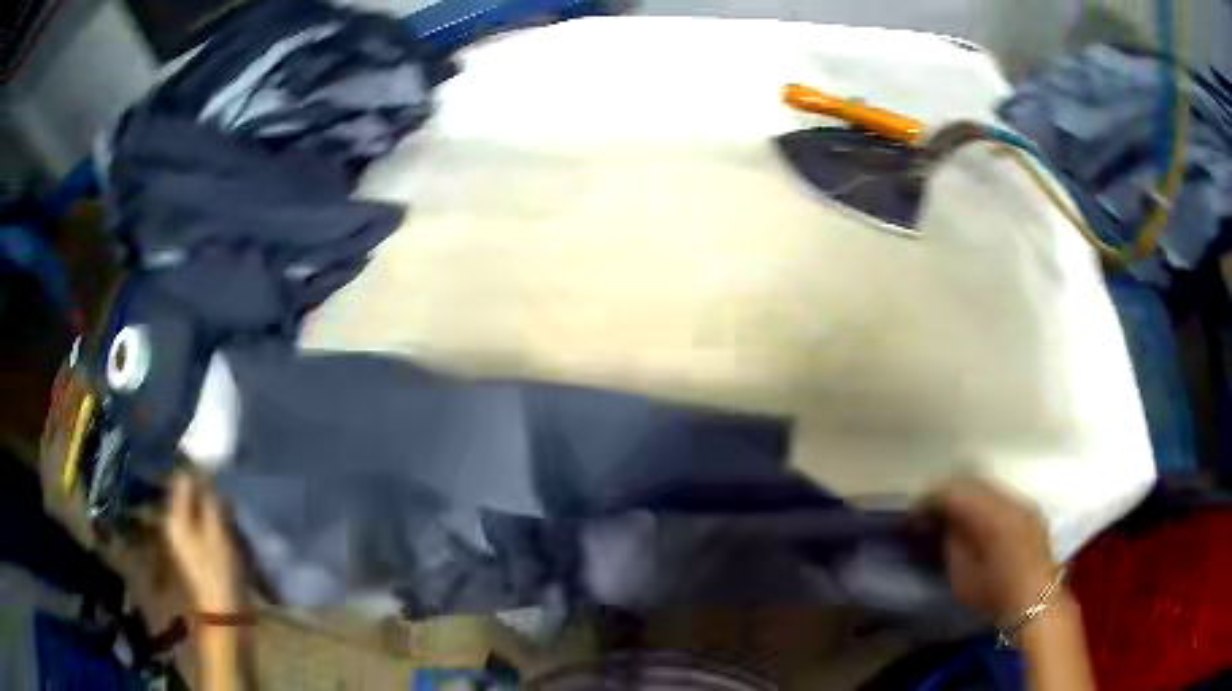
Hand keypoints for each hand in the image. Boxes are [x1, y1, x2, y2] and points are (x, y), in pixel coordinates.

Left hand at [163, 472, 246, 612]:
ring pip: (203, 513)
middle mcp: (177, 525)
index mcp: (176, 518)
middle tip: (232, 507)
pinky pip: (208, 529)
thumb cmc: (220, 570)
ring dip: (219, 515)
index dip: (202, 477)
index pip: (184, 481)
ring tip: (235, 525)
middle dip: (213, 498)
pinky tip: (234, 538)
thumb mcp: (217, 531)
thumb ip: (210, 500)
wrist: (227, 613)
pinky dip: (220, 529)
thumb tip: (207, 474)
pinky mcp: (200, 553)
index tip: (222, 481)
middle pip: (193, 497)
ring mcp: (188, 541)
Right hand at [922, 476, 1058, 623]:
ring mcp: (1023, 503)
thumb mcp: (962, 576)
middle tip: (930, 512)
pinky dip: (984, 504)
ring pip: (988, 487)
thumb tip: (944, 523)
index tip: (913, 513)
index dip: (930, 498)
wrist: (1037, 603)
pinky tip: (978, 523)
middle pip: (972, 481)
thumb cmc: (995, 595)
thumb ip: (953, 543)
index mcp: (990, 515)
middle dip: (948, 493)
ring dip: (968, 497)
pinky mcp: (1031, 512)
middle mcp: (1009, 500)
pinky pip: (1001, 498)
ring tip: (952, 516)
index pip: (954, 491)